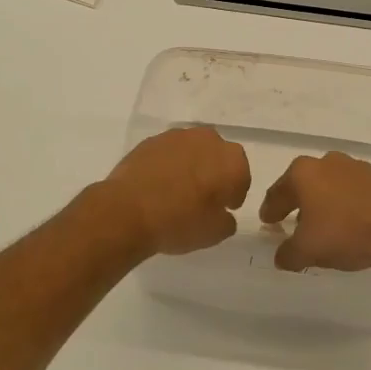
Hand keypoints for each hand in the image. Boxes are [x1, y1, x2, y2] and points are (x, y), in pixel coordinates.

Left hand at [103, 127, 250, 255]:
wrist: (128, 210)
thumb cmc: (179, 222)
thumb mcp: (214, 233)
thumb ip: (227, 220)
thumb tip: (222, 213)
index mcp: (231, 161)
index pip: (242, 176)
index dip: (235, 193)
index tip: (225, 208)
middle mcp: (208, 140)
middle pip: (218, 156)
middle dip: (215, 173)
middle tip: (204, 197)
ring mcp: (177, 136)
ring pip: (193, 150)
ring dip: (192, 165)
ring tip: (179, 189)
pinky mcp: (151, 140)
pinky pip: (169, 152)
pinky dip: (169, 164)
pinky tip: (159, 184)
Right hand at [259, 152, 370, 275]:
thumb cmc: (344, 233)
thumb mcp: (307, 251)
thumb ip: (288, 253)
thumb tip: (281, 258)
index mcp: (303, 172)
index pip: (278, 191)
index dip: (270, 209)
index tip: (267, 221)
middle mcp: (326, 162)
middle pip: (304, 184)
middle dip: (297, 202)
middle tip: (292, 222)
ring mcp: (355, 167)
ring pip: (329, 185)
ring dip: (323, 202)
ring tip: (323, 225)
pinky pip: (352, 191)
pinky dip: (345, 204)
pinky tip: (349, 222)